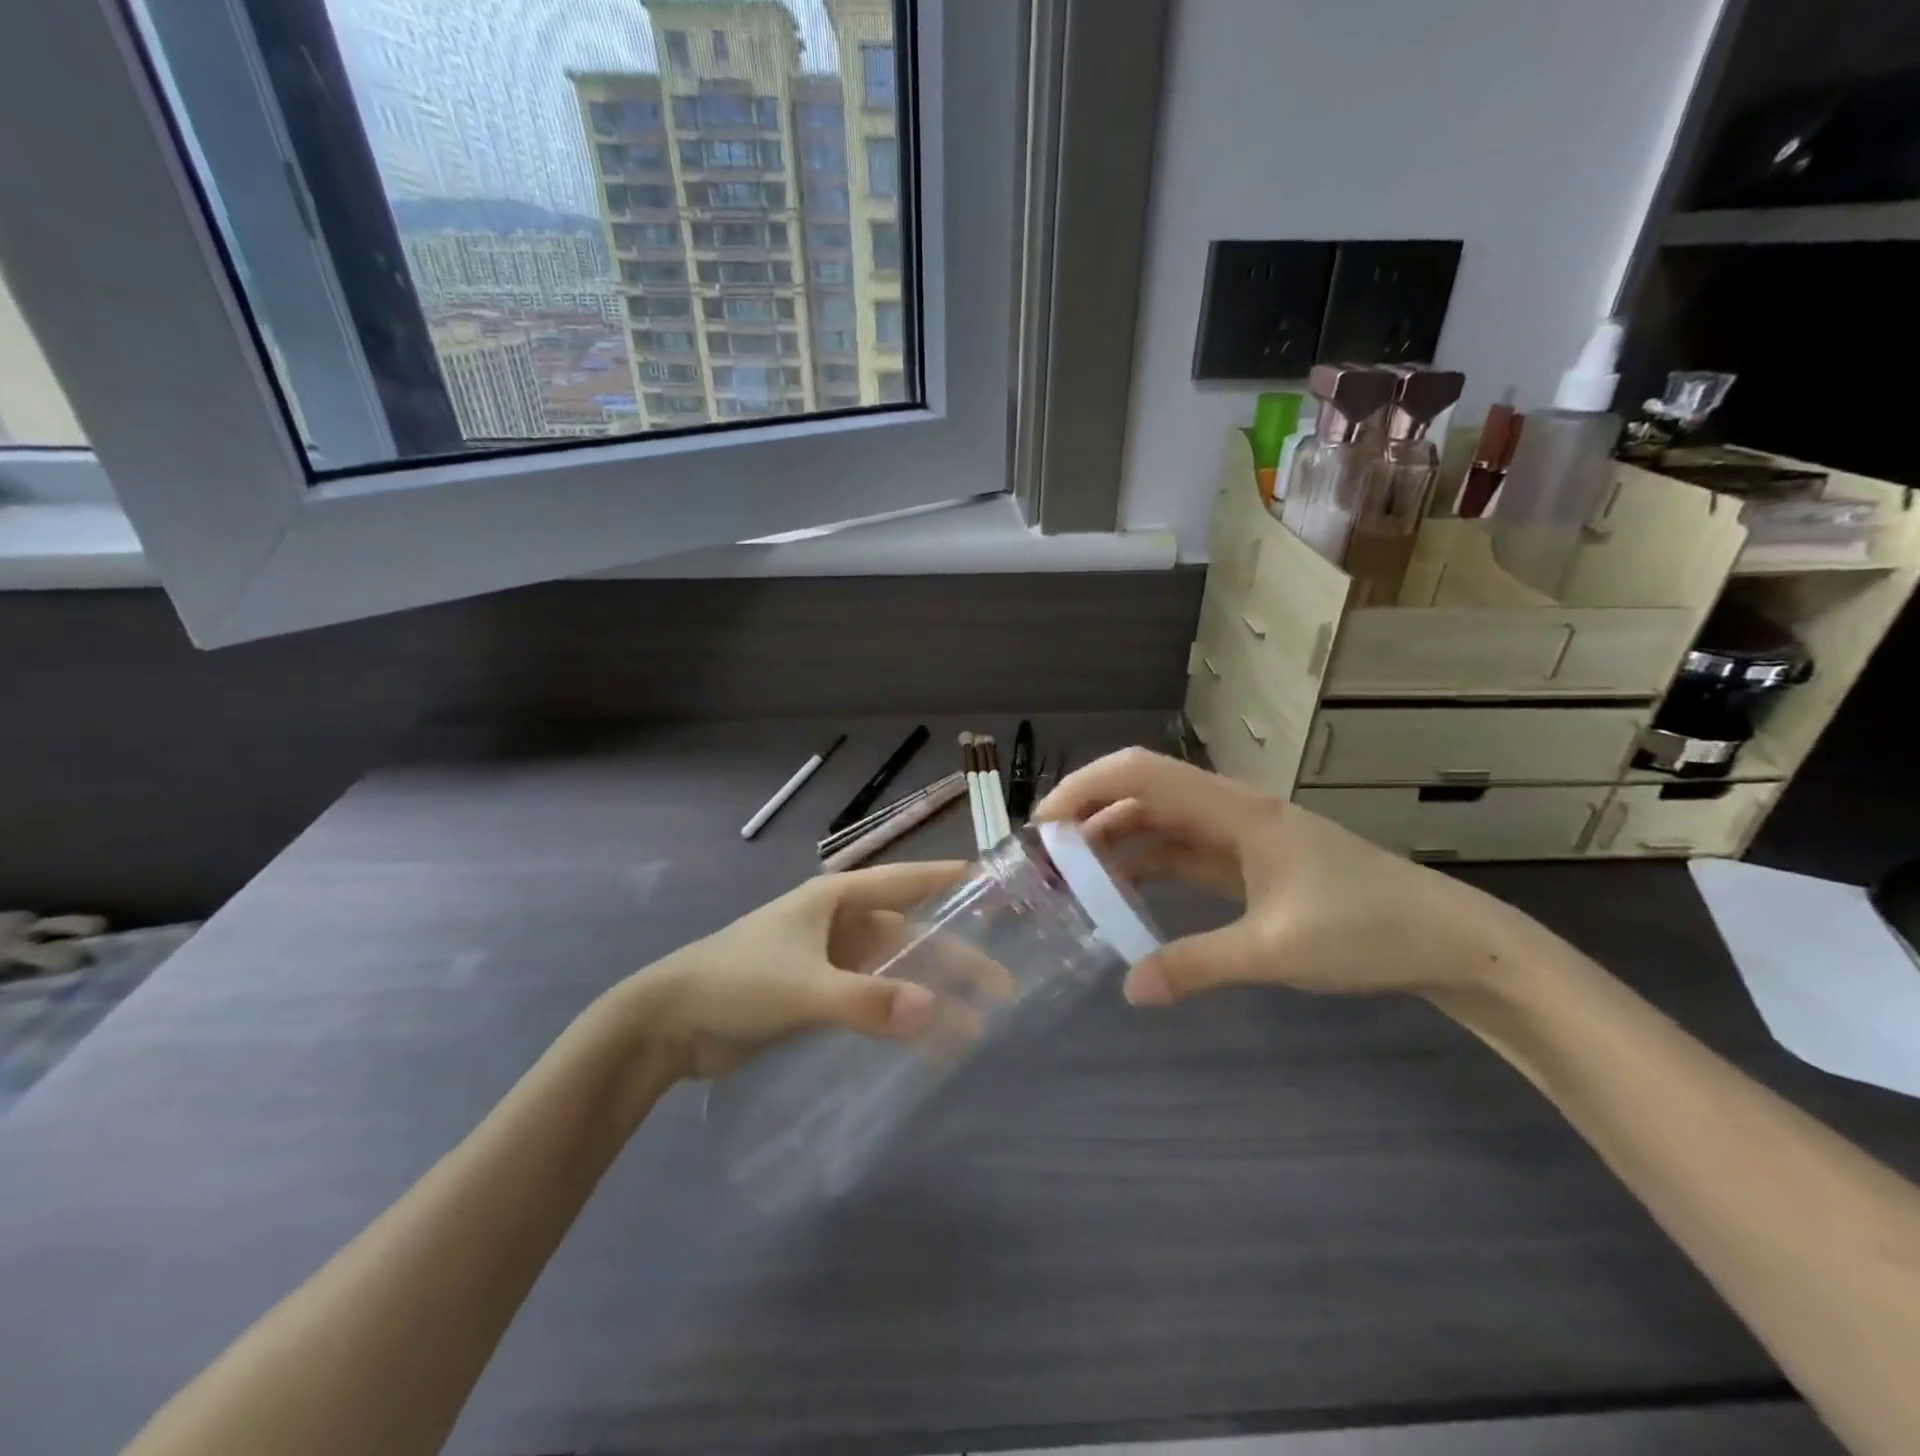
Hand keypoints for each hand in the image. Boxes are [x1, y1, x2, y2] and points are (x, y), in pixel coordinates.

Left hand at [611, 861, 995, 1077]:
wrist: (669, 1023)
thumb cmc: (738, 982)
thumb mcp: (805, 987)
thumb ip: (868, 1002)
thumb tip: (937, 1012)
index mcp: (836, 899)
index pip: (905, 880)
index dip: (948, 882)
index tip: (995, 887)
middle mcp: (838, 923)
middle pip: (907, 936)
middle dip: (952, 959)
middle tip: (1001, 988)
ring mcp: (827, 960)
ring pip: (892, 972)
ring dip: (927, 994)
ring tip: (972, 1028)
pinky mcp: (816, 995)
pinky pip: (870, 1000)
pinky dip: (897, 1015)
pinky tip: (923, 1040)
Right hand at [1034, 749, 1512, 1006]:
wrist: (1447, 938)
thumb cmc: (1367, 928)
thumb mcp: (1276, 950)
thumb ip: (1197, 965)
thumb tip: (1129, 990)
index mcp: (1234, 810)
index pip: (1141, 773)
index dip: (1085, 788)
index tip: (1045, 826)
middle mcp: (1230, 810)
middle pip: (1142, 791)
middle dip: (1089, 815)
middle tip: (1047, 858)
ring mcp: (1239, 835)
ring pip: (1159, 821)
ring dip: (1115, 840)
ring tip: (1074, 876)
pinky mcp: (1248, 861)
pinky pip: (1181, 850)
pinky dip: (1146, 863)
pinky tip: (1125, 893)